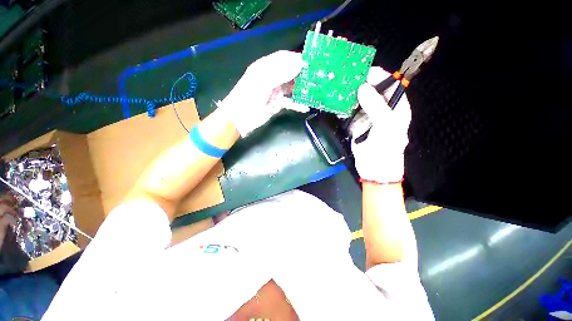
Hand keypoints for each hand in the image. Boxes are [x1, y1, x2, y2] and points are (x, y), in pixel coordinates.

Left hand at [219, 50, 308, 136]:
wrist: (240, 118)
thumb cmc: (248, 96)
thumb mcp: (263, 81)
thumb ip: (281, 71)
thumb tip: (300, 63)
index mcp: (266, 67)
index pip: (284, 58)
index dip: (297, 58)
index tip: (311, 63)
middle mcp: (272, 77)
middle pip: (290, 72)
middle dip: (302, 74)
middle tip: (316, 77)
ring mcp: (275, 91)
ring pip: (292, 87)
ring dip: (302, 88)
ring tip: (314, 90)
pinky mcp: (278, 104)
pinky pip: (290, 102)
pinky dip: (298, 104)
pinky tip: (306, 106)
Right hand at [350, 67, 411, 183]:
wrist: (374, 169)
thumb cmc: (385, 148)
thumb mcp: (386, 125)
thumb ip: (376, 105)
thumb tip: (363, 87)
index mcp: (397, 108)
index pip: (392, 85)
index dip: (381, 76)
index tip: (365, 71)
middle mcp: (383, 110)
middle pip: (375, 92)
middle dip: (364, 84)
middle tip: (349, 79)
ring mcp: (369, 118)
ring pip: (361, 101)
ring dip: (352, 95)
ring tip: (342, 88)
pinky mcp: (357, 125)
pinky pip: (352, 112)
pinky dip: (346, 107)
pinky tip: (339, 103)